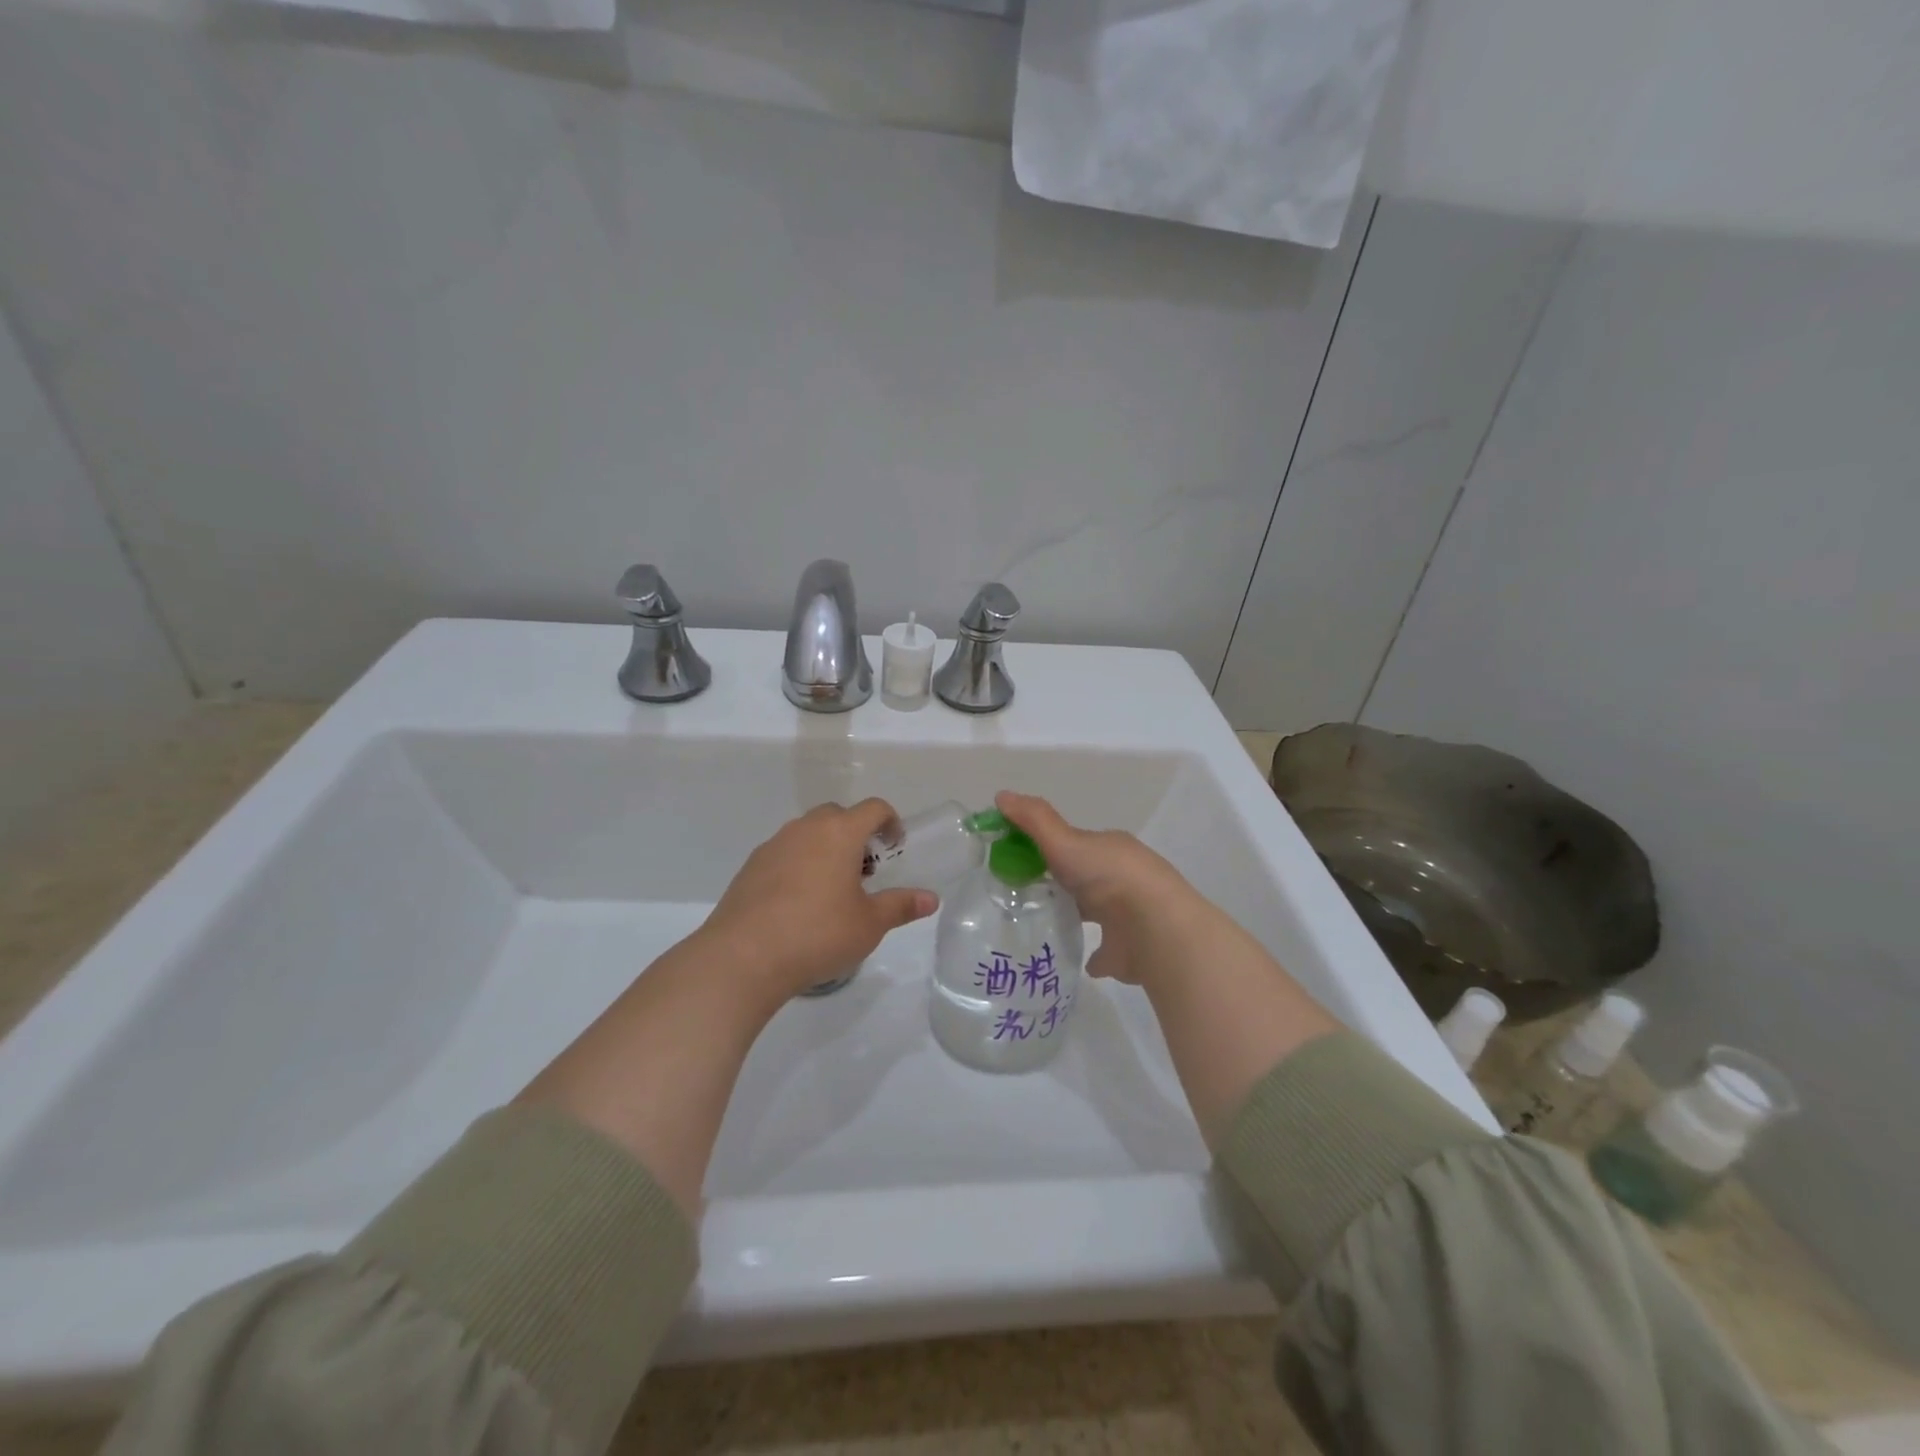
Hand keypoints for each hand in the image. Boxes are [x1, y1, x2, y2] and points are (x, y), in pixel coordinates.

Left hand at [701, 799, 938, 1002]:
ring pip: (808, 833)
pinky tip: (798, 904)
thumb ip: (901, 906)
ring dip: (825, 849)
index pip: (873, 808)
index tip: (894, 846)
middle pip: (838, 816)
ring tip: (832, 891)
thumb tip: (931, 898)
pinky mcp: (750, 867)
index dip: (890, 822)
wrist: (743, 957)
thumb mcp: (869, 924)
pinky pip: (784, 853)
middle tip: (864, 872)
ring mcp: (773, 845)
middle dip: (855, 835)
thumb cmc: (818, 934)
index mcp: (839, 832)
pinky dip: (799, 865)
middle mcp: (805, 828)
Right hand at [994, 790, 1213, 987]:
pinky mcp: (1128, 952)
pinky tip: (1074, 959)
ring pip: (1097, 913)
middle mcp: (1122, 879)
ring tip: (1040, 925)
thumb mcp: (1064, 841)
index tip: (1016, 858)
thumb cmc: (1108, 876)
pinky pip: (1105, 952)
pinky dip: (1093, 954)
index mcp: (1109, 850)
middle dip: (1061, 882)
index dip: (1047, 847)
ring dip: (1075, 915)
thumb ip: (1033, 820)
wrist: (1154, 927)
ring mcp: (1128, 917)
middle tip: (1022, 893)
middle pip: (1085, 877)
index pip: (1074, 844)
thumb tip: (1000, 795)